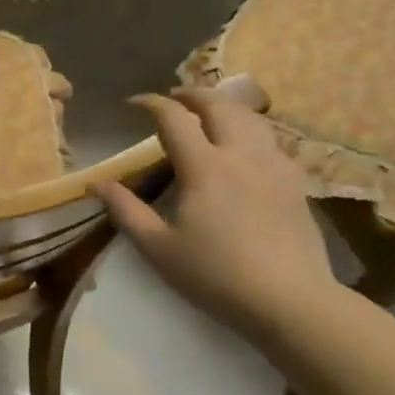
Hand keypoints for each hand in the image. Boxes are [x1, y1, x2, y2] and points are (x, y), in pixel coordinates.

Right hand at [93, 80, 336, 339]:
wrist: (290, 301)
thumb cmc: (216, 275)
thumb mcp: (158, 249)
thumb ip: (126, 211)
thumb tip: (99, 184)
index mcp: (204, 167)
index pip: (174, 118)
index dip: (152, 103)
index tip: (134, 104)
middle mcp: (240, 154)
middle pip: (218, 105)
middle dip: (192, 94)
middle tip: (174, 98)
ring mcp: (274, 165)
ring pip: (250, 117)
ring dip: (225, 106)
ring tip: (209, 112)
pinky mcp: (295, 182)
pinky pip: (270, 141)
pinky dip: (250, 131)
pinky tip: (244, 148)